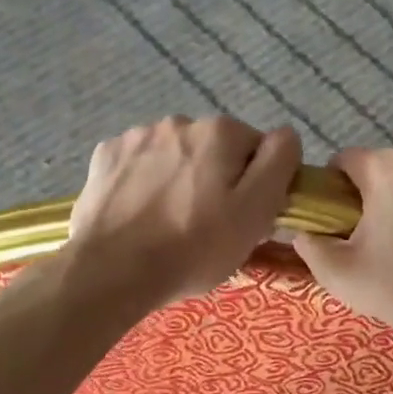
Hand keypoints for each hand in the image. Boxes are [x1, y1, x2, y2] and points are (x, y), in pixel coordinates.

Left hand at [65, 115, 301, 313]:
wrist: (110, 271)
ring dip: (180, 178)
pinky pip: (139, 164)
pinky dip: (145, 182)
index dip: (257, 184)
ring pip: (176, 155)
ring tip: (169, 222)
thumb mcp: (254, 213)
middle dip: (217, 178)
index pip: (258, 149)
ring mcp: (137, 136)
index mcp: (220, 132)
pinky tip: (140, 213)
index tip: (244, 217)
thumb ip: (278, 164)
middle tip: (208, 225)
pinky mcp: (106, 156)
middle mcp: (179, 122)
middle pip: (215, 149)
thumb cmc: (192, 248)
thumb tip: (286, 135)